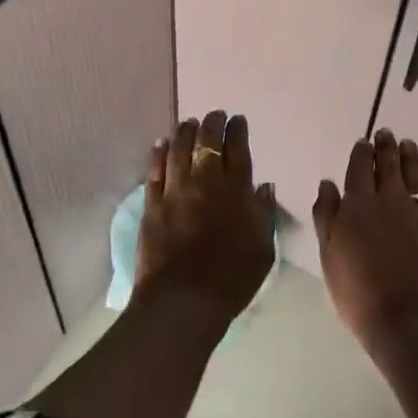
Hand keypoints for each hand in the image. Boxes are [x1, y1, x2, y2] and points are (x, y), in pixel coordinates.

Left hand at [134, 111, 274, 323]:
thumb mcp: (263, 250)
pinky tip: (160, 144)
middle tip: (214, 115)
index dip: (237, 131)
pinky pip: (154, 171)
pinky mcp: (153, 205)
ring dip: (185, 132)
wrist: (183, 301)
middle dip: (212, 124)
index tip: (237, 121)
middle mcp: (205, 182)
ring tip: (189, 122)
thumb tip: (264, 187)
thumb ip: (264, 214)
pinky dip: (158, 154)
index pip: (237, 150)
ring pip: (179, 149)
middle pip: (207, 142)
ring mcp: (175, 191)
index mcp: (236, 191)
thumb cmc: (231, 280)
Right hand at [313, 129, 417, 356]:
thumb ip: (327, 216)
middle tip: (387, 133)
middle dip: (386, 146)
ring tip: (408, 144)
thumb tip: (328, 183)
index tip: (364, 141)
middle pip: (388, 164)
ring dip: (410, 156)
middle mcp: (389, 200)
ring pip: (414, 174)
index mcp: (358, 204)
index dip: (361, 152)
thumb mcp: (330, 256)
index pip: (359, 167)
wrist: (410, 320)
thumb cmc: (360, 293)